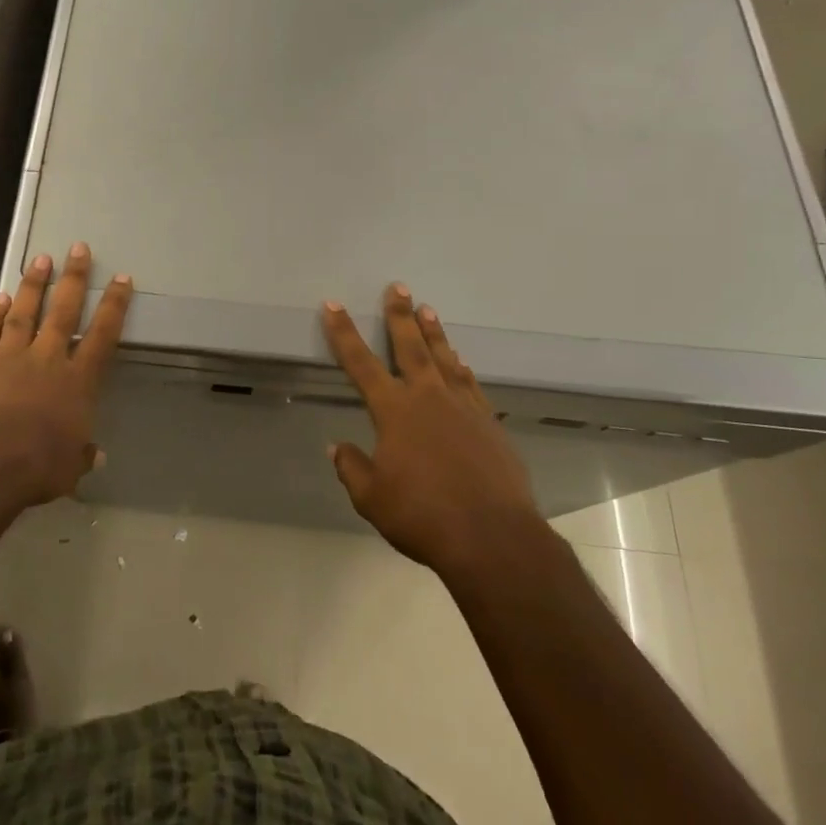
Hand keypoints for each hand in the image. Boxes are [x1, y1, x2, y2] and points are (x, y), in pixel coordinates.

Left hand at [0, 243, 132, 506]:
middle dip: (73, 278)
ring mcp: (9, 355)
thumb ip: (81, 455)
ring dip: (33, 285)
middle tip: (78, 248)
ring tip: (41, 259)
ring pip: (24, 312)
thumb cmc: (37, 464)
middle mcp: (47, 358)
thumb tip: (95, 456)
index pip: (102, 336)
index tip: (121, 279)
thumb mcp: (69, 467)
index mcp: (77, 382)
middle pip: (64, 311)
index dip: (113, 306)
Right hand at [322, 285, 537, 570]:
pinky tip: (461, 363)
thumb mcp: (371, 497)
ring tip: (428, 310)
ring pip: (445, 360)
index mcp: (394, 411)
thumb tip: (336, 447)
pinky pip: (471, 385)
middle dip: (400, 315)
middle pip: (410, 347)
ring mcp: (464, 408)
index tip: (332, 305)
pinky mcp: (489, 425)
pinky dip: (462, 370)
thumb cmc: (423, 516)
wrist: (493, 538)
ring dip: (434, 333)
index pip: (360, 363)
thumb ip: (352, 467)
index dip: (344, 333)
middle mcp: (428, 398)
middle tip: (399, 287)